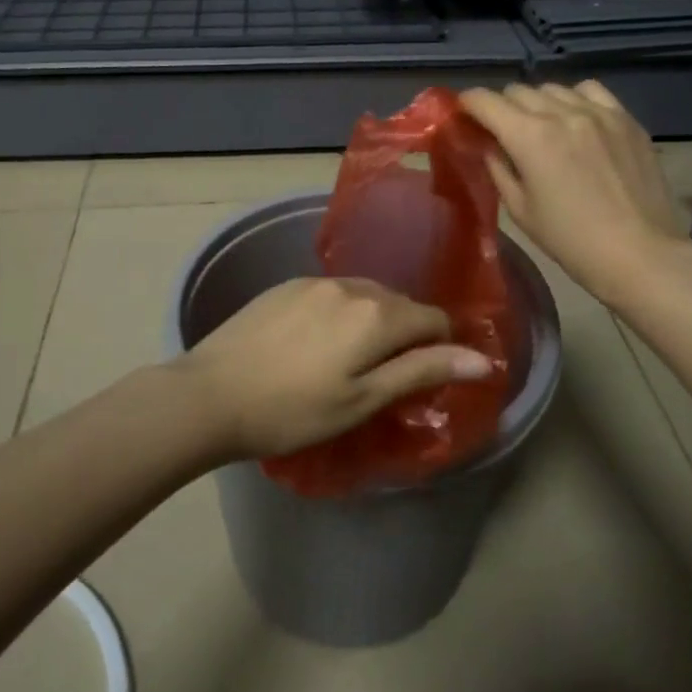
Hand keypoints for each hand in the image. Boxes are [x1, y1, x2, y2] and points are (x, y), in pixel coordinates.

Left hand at [170, 276, 494, 459]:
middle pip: (399, 304)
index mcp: (377, 314)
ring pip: (365, 296)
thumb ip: (422, 371)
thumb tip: (482, 358)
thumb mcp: (363, 400)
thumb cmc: (292, 410)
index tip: (424, 379)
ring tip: (350, 362)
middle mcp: (351, 285)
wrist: (210, 394)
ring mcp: (315, 281)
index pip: (434, 319)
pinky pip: (332, 293)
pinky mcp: (286, 285)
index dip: (440, 348)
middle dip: (405, 335)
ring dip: (372, 322)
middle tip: (385, 379)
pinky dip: (340, 314)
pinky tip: (316, 344)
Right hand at [459, 80, 691, 310]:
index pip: (485, 101)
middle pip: (517, 90)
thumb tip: (487, 145)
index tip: (462, 115)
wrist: (640, 254)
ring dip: (537, 102)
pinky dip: (574, 98)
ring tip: (540, 126)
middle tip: (500, 131)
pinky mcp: (626, 119)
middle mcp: (561, 112)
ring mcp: (598, 112)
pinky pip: (590, 91)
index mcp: (529, 136)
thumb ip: (498, 168)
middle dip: (501, 107)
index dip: (467, 104)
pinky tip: (576, 120)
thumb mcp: (520, 209)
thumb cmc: (571, 240)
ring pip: (553, 88)